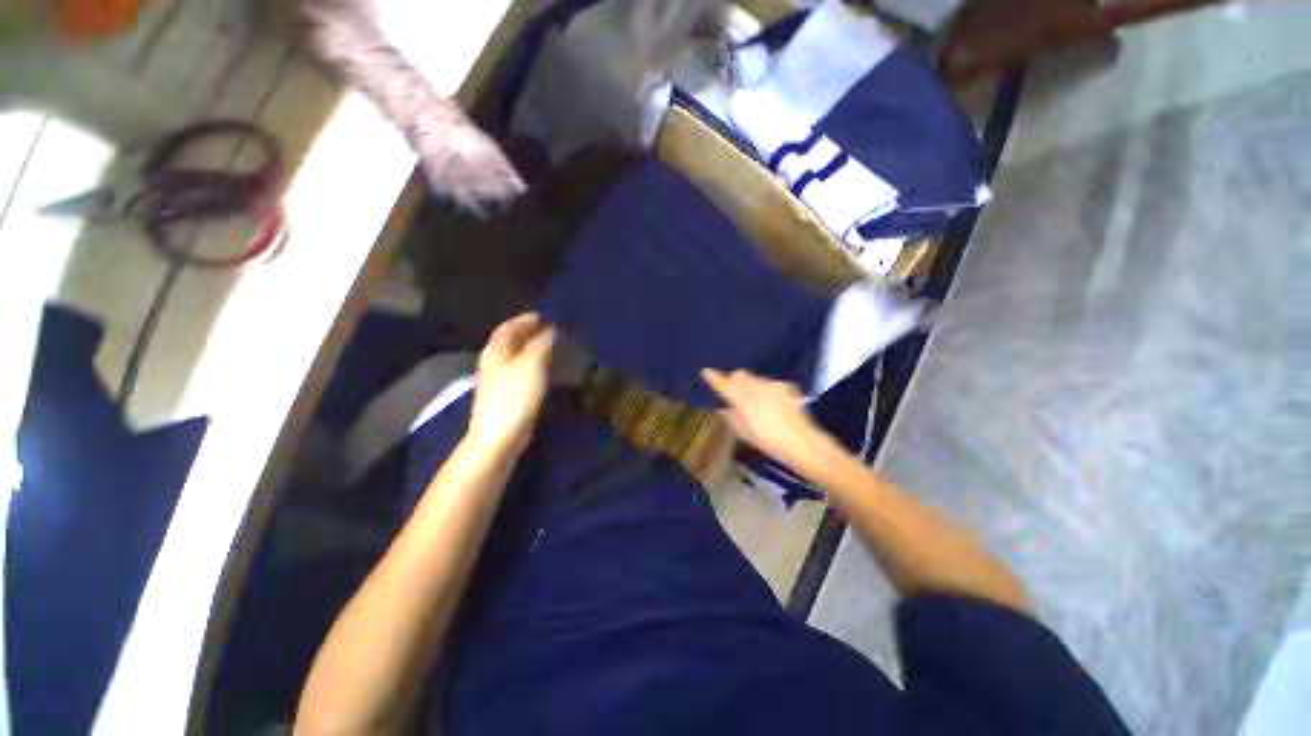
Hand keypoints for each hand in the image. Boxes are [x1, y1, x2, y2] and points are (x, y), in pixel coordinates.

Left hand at [468, 313, 556, 454]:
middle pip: (514, 340)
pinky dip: (537, 364)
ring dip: (537, 348)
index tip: (552, 316)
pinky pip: (524, 371)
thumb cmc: (514, 397)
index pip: (510, 325)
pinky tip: (551, 369)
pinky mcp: (509, 394)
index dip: (529, 319)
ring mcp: (501, 379)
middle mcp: (495, 360)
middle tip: (558, 331)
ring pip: (520, 356)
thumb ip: (543, 342)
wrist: (500, 437)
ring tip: (559, 347)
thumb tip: (554, 328)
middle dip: (534, 332)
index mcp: (496, 350)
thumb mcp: (532, 364)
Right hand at [701, 369, 833, 473]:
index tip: (706, 371)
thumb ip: (730, 416)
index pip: (724, 383)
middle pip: (740, 374)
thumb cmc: (768, 441)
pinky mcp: (785, 386)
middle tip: (733, 392)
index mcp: (743, 400)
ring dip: (750, 384)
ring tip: (755, 399)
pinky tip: (771, 402)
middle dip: (734, 379)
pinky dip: (766, 389)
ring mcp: (772, 385)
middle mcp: (756, 387)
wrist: (801, 443)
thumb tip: (722, 407)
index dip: (713, 377)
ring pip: (755, 377)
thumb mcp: (743, 433)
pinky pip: (770, 383)